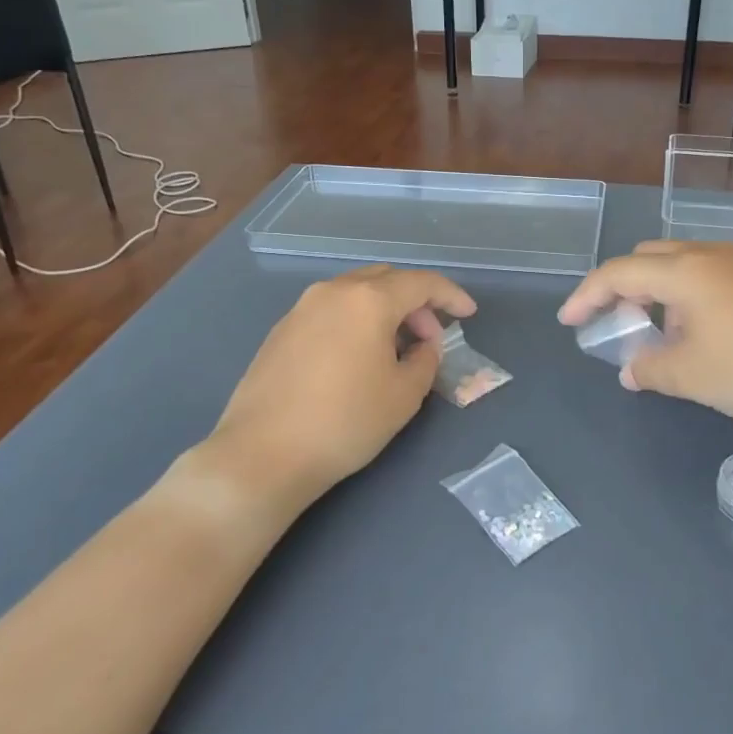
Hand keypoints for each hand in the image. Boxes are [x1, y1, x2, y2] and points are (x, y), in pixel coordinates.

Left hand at [203, 264, 475, 511]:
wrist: (263, 454)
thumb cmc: (346, 422)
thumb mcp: (404, 395)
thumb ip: (426, 360)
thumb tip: (423, 345)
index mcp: (368, 300)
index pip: (421, 283)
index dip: (451, 295)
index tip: (469, 313)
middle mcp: (333, 292)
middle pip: (386, 279)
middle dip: (415, 301)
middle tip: (430, 336)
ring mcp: (301, 309)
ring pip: (355, 292)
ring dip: (384, 309)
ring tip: (395, 348)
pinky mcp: (280, 331)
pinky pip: (330, 310)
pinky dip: (355, 320)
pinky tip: (357, 357)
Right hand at [558, 241, 732, 425]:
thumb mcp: (693, 377)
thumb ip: (650, 370)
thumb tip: (630, 370)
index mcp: (683, 271)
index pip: (618, 273)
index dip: (587, 296)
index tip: (569, 322)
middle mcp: (709, 255)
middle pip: (648, 258)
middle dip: (623, 287)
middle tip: (616, 323)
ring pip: (681, 266)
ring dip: (657, 293)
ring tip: (658, 334)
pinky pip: (709, 277)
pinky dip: (687, 297)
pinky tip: (700, 334)